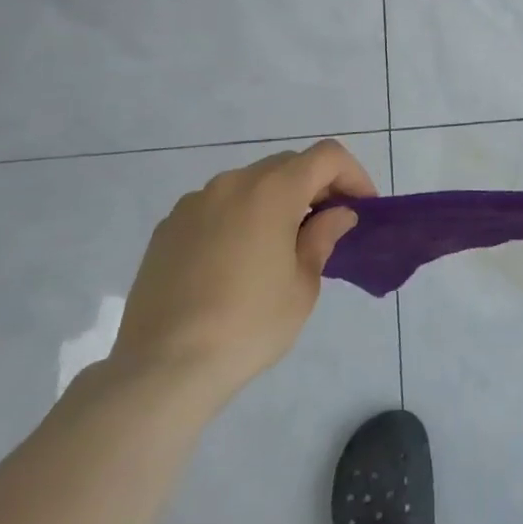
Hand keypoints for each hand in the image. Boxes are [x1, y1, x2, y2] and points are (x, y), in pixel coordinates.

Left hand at [113, 139, 376, 401]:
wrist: (162, 367)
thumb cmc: (248, 325)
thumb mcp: (302, 285)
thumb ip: (322, 238)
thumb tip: (337, 214)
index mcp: (272, 191)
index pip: (327, 156)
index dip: (353, 175)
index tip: (360, 209)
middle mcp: (232, 183)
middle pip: (288, 165)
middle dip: (316, 187)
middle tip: (328, 226)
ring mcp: (194, 203)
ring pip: (250, 184)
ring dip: (276, 201)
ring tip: (281, 247)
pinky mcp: (167, 228)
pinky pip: (217, 207)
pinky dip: (239, 218)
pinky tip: (237, 263)